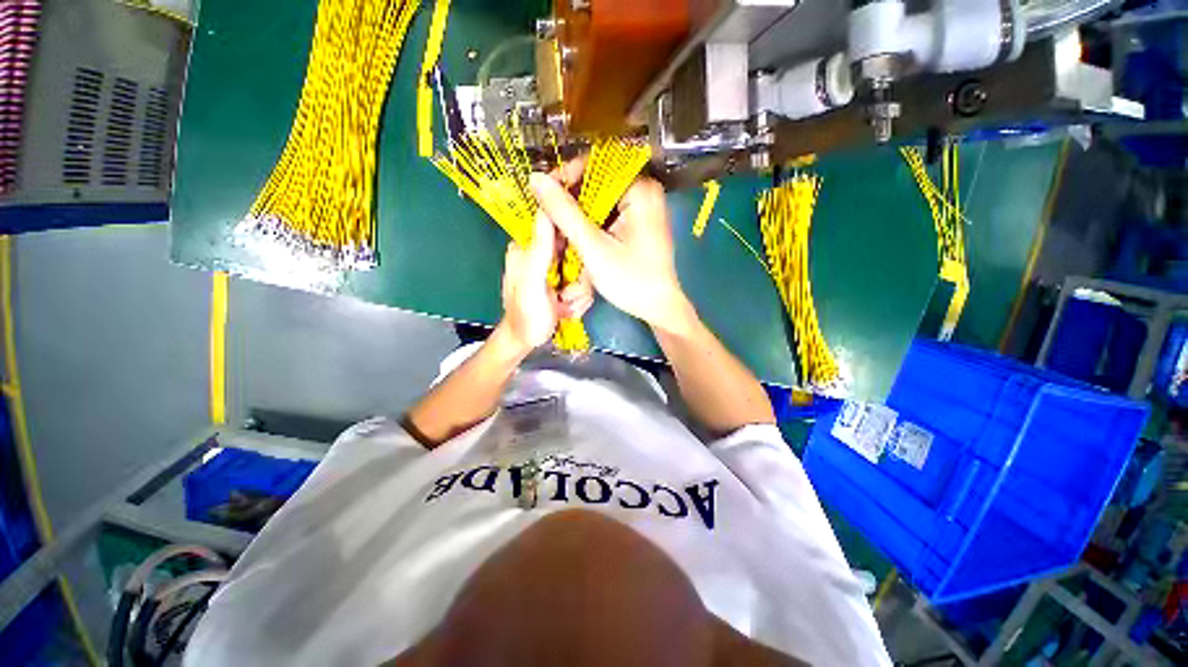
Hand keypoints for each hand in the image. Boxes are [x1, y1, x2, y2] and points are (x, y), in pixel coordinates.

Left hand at [498, 213, 591, 352]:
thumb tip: (545, 210)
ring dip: (579, 292)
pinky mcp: (564, 281)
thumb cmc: (526, 317)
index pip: (558, 227)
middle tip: (566, 297)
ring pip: (584, 268)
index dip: (575, 243)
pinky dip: (580, 298)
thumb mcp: (532, 285)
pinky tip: (568, 308)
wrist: (527, 341)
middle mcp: (542, 253)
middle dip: (579, 278)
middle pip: (577, 250)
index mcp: (527, 247)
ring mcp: (554, 268)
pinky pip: (584, 282)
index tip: (576, 268)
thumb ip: (540, 251)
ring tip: (565, 306)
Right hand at [529, 168, 694, 335]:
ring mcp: (643, 206)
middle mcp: (644, 190)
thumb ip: (564, 213)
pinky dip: (591, 222)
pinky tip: (578, 237)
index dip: (566, 176)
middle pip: (597, 181)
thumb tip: (536, 179)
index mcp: (640, 189)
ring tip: (560, 231)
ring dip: (579, 213)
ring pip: (601, 198)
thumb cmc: (631, 280)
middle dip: (571, 199)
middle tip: (550, 219)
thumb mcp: (593, 247)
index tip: (544, 196)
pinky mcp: (639, 221)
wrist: (658, 307)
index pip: (595, 164)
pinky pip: (609, 212)